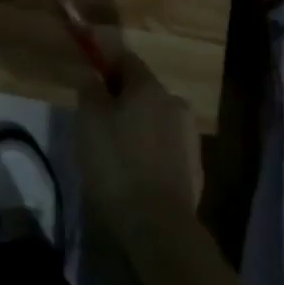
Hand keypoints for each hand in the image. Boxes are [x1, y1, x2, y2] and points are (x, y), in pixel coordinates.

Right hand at [75, 50, 202, 250]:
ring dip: (137, 126)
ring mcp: (189, 137)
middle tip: (97, 120)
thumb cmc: (116, 163)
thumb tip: (93, 76)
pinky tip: (134, 172)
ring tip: (114, 151)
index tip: (90, 76)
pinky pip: (165, 148)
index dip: (106, 63)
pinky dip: (149, 151)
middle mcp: (175, 104)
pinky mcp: (194, 169)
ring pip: (155, 120)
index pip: (126, 59)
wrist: (157, 225)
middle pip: (143, 91)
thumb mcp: (88, 120)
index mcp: (150, 87)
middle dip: (121, 99)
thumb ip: (90, 90)